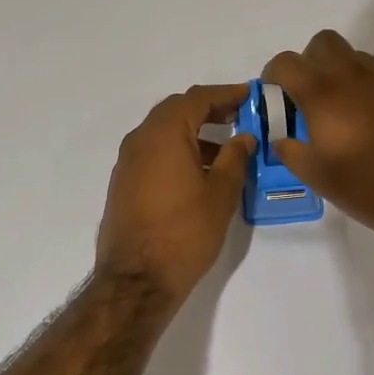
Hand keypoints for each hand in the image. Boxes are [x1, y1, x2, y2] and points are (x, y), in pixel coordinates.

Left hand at [95, 84, 255, 305]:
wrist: (136, 280)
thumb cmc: (185, 233)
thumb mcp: (221, 194)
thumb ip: (235, 159)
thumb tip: (243, 137)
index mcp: (164, 133)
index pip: (197, 98)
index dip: (226, 94)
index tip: (250, 95)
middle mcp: (140, 139)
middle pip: (177, 111)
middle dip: (209, 110)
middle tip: (239, 117)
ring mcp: (127, 162)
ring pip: (164, 133)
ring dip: (194, 134)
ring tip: (227, 151)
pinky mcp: (123, 184)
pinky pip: (154, 153)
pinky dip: (178, 151)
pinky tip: (200, 174)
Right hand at [263, 30, 373, 243]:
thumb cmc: (364, 186)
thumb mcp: (316, 176)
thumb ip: (291, 153)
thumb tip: (281, 142)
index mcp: (323, 94)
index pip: (287, 62)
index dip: (274, 73)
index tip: (275, 91)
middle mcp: (354, 77)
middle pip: (325, 42)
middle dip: (311, 59)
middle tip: (310, 92)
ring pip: (358, 58)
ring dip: (343, 73)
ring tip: (344, 109)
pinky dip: (373, 93)